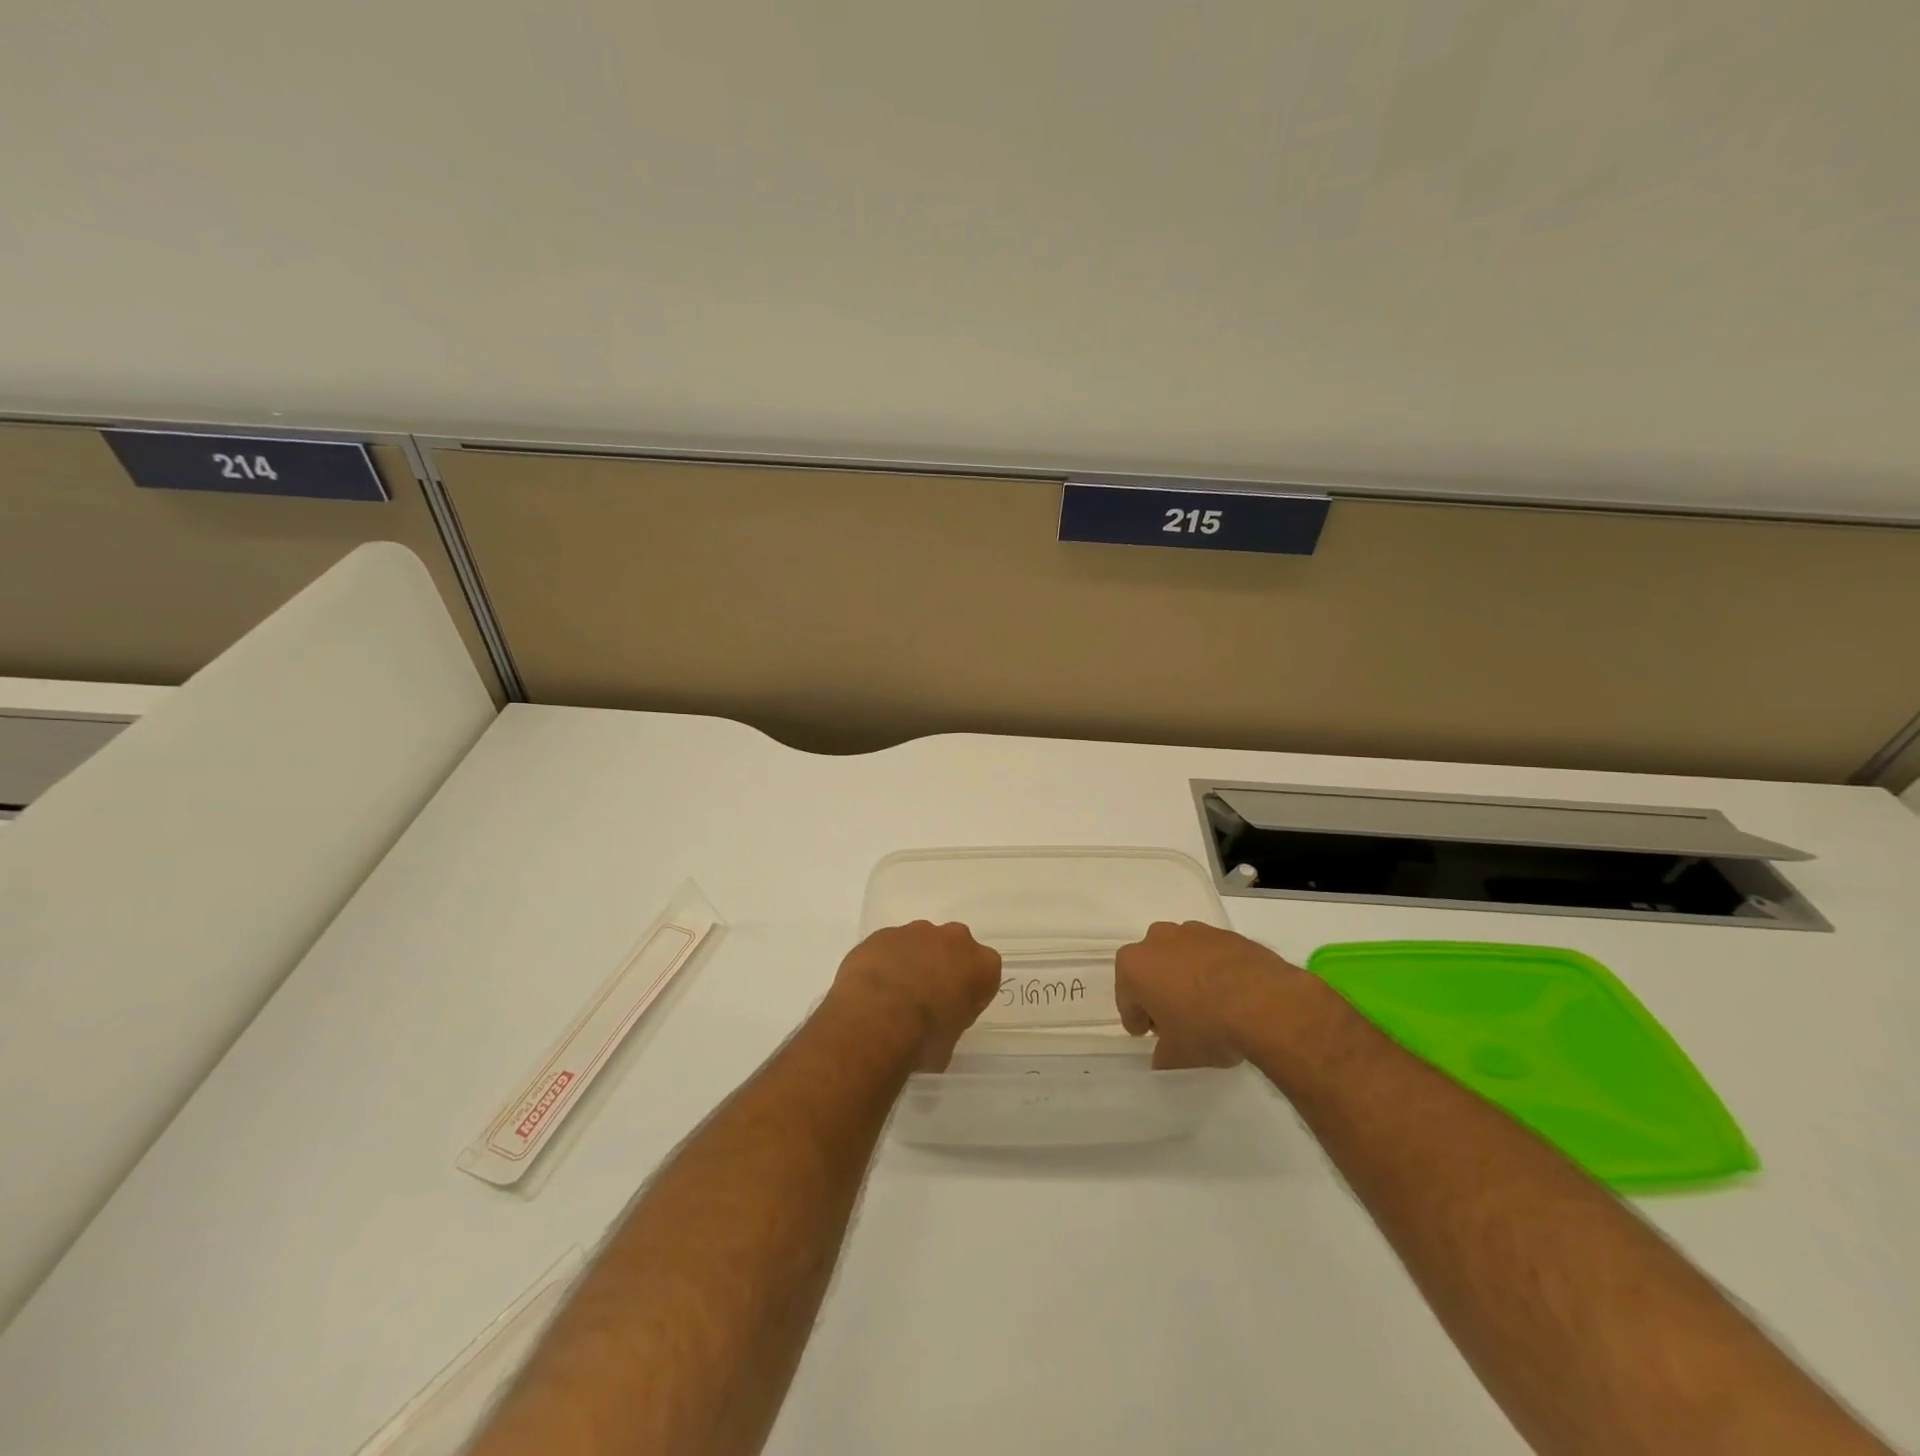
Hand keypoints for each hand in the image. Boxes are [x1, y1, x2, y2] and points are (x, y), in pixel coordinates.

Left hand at [825, 921, 1002, 1071]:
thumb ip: (948, 1026)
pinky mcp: (884, 932)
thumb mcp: (948, 1046)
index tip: (954, 1011)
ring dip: (912, 961)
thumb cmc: (924, 1037)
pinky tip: (872, 988)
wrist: (877, 1017)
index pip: (984, 974)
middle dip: (943, 967)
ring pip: (920, 942)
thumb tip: (933, 1034)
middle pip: (954, 949)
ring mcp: (917, 931)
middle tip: (926, 999)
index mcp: (982, 966)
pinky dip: (884, 962)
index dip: (968, 993)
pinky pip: (890, 946)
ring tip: (893, 995)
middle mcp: (955, 940)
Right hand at [1115, 921, 1308, 1068]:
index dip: (1137, 1019)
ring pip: (1180, 957)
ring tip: (1207, 1007)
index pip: (1126, 997)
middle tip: (1176, 1020)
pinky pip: (1210, 955)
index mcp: (1134, 966)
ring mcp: (1193, 932)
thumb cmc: (1206, 1027)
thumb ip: (1162, 1055)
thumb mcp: (1177, 1055)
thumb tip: (1162, 1056)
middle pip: (1151, 969)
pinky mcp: (1225, 934)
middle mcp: (1158, 940)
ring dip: (1186, 977)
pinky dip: (1213, 971)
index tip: (1148, 1034)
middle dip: (1159, 991)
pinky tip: (1230, 996)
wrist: (1265, 1003)